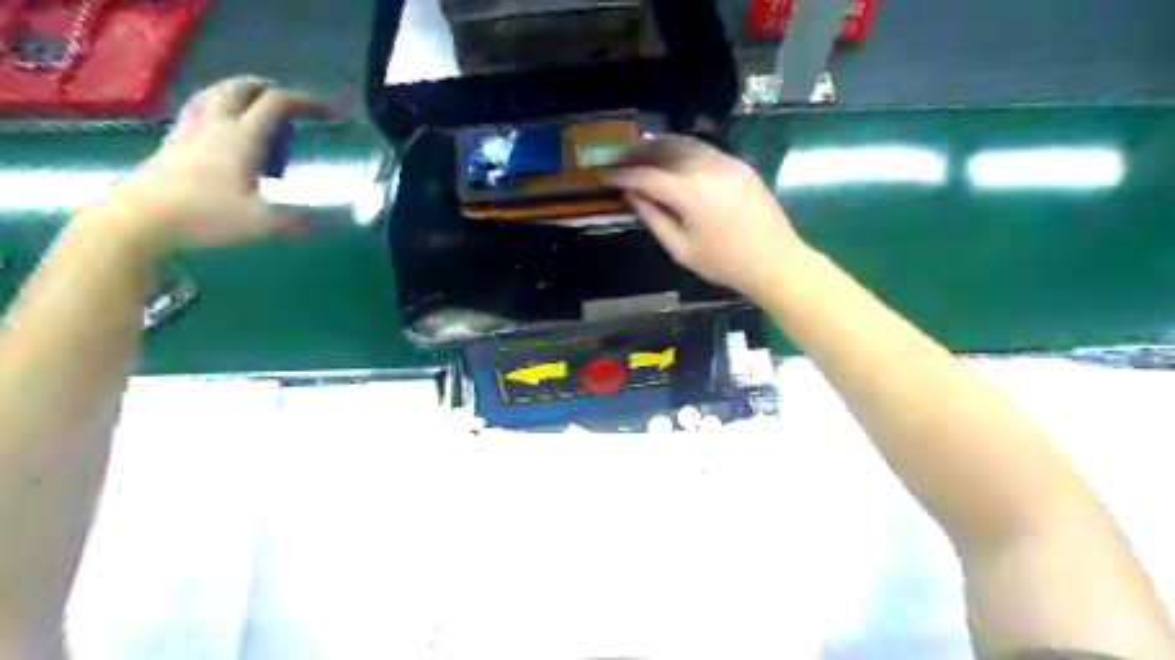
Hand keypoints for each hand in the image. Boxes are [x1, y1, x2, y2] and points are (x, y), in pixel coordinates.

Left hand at [100, 76, 339, 252]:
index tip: (331, 112)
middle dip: (271, 90)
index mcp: (242, 137)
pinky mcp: (173, 143)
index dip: (307, 102)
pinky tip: (221, 125)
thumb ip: (303, 219)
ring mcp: (190, 130)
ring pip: (216, 94)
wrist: (139, 219)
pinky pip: (198, 110)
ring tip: (257, 105)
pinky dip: (218, 107)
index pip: (277, 103)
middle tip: (293, 105)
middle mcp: (216, 124)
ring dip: (241, 93)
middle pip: (242, 88)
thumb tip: (339, 218)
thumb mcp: (264, 223)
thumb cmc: (206, 216)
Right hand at [606, 135, 808, 293]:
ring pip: (686, 144)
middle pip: (666, 149)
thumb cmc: (724, 263)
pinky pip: (704, 150)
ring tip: (641, 154)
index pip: (647, 176)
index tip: (603, 176)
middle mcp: (707, 168)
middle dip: (638, 152)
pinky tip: (673, 161)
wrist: (775, 261)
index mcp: (690, 192)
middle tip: (619, 158)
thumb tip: (632, 197)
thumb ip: (654, 218)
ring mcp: (727, 163)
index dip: (622, 175)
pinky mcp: (739, 165)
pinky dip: (683, 151)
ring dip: (660, 146)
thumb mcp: (681, 249)